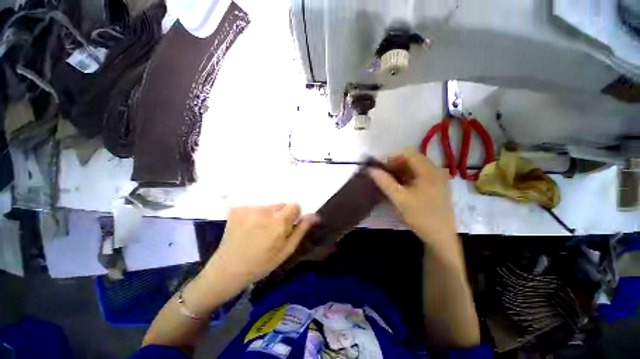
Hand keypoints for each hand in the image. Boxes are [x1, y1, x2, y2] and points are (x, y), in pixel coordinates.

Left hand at [205, 204, 317, 287]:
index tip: (287, 227)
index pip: (294, 205)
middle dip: (280, 215)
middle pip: (281, 205)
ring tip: (258, 232)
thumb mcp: (286, 251)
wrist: (227, 270)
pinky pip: (255, 207)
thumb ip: (301, 230)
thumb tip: (315, 215)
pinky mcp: (237, 209)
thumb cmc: (261, 264)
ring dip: (268, 215)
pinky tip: (248, 229)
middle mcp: (264, 211)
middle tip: (271, 232)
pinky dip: (255, 215)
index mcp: (278, 222)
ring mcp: (248, 209)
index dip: (293, 215)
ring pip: (268, 206)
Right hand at [368, 149, 456, 249]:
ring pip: (416, 169)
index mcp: (429, 172)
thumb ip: (385, 182)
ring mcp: (438, 180)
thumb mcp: (400, 199)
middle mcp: (435, 172)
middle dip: (396, 164)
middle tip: (383, 172)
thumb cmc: (420, 216)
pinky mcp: (436, 188)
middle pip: (413, 160)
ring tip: (389, 179)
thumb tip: (371, 170)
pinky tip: (400, 185)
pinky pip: (420, 176)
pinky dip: (408, 177)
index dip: (392, 157)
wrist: (440, 237)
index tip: (380, 165)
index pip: (409, 155)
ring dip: (401, 171)